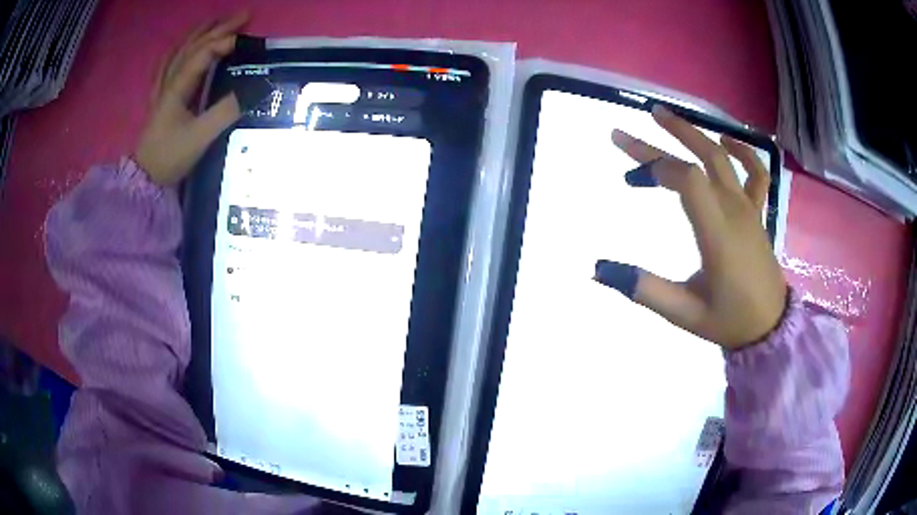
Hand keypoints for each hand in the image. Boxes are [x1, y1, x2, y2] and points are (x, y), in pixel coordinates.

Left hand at [135, 13, 248, 185]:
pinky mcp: (160, 100)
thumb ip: (226, 112)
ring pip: (179, 52)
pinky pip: (166, 67)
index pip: (203, 55)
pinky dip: (175, 52)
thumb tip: (256, 90)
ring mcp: (162, 90)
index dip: (224, 42)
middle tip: (243, 16)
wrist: (145, 180)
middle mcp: (169, 82)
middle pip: (193, 47)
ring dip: (198, 34)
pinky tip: (180, 47)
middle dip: (218, 29)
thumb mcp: (200, 137)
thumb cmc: (170, 157)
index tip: (246, 39)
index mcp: (177, 88)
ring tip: (215, 21)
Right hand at [596, 105, 787, 349]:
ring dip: (694, 132)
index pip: (688, 180)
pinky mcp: (756, 212)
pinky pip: (755, 172)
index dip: (656, 167)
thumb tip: (599, 270)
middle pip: (701, 158)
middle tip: (629, 131)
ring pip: (723, 158)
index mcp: (718, 233)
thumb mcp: (684, 314)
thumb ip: (645, 290)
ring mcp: (748, 208)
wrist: (770, 327)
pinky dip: (742, 150)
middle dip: (664, 139)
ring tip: (664, 116)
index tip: (631, 178)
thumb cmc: (729, 321)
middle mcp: (734, 211)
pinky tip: (724, 140)